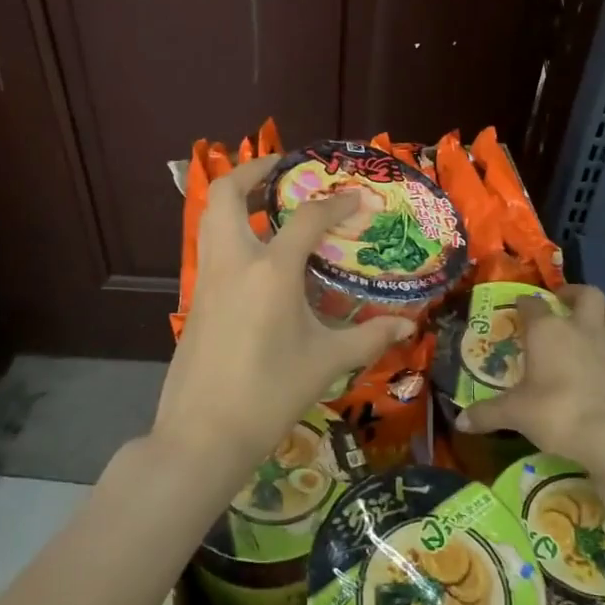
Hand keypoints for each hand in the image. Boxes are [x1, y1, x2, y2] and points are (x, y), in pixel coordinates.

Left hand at [153, 154, 414, 489]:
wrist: (203, 434)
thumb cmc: (270, 394)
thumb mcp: (326, 363)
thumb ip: (369, 337)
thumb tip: (408, 325)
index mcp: (271, 271)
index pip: (307, 218)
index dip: (336, 203)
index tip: (357, 198)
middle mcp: (234, 261)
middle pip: (229, 193)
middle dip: (254, 170)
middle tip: (285, 170)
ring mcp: (208, 278)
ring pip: (212, 216)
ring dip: (238, 198)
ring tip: (272, 203)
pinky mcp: (197, 297)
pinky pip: (211, 245)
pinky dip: (232, 230)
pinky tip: (259, 255)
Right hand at [453, 285, 604, 465]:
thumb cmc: (557, 413)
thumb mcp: (515, 414)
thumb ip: (487, 414)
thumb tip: (460, 421)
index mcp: (547, 331)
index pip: (532, 304)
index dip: (524, 304)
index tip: (519, 308)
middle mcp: (582, 327)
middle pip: (586, 294)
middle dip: (574, 293)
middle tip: (562, 303)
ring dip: (604, 311)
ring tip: (593, 321)